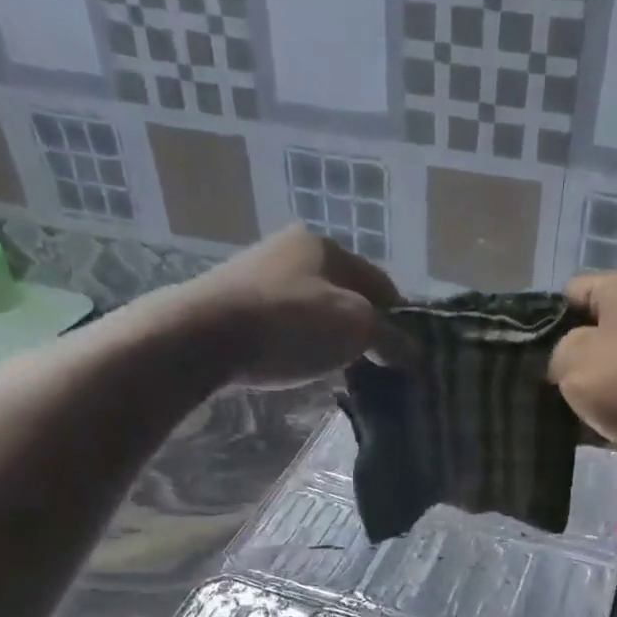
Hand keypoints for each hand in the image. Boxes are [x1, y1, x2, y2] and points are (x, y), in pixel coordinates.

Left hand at [160, 226, 407, 385]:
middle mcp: (291, 250)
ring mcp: (257, 273)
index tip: (405, 354)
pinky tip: (297, 364)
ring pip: (312, 309)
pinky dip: (298, 342)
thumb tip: (414, 355)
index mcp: (325, 245)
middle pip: (345, 294)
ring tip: (336, 370)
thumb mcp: (355, 328)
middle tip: (373, 365)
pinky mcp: (233, 302)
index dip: (399, 319)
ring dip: (329, 337)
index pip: (380, 282)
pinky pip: (282, 323)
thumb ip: (391, 339)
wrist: (202, 336)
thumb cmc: (290, 323)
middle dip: (362, 328)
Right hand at [549, 267, 616, 484]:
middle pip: (595, 329)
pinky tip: (603, 429)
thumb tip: (567, 362)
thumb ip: (556, 353)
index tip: (533, 357)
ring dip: (596, 388)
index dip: (546, 322)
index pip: (571, 291)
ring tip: (574, 413)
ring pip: (615, 364)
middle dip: (572, 358)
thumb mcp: (572, 360)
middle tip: (550, 388)